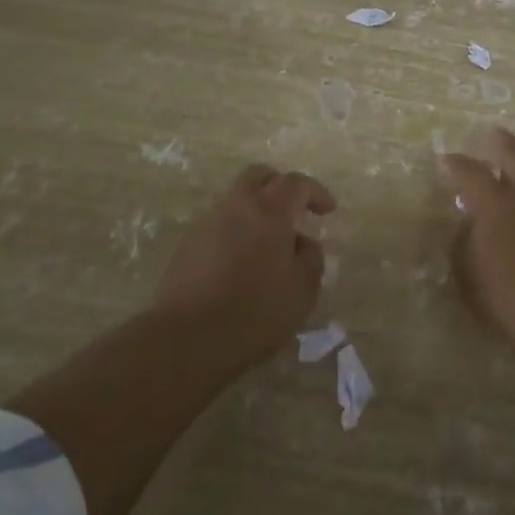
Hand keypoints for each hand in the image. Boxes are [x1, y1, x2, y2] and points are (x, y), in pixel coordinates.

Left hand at [153, 164, 336, 363]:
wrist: (186, 338)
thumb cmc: (255, 312)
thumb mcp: (302, 292)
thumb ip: (311, 260)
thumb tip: (304, 244)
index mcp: (268, 211)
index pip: (296, 183)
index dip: (316, 192)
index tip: (328, 210)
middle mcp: (236, 208)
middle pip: (258, 176)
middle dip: (280, 186)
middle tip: (295, 211)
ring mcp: (207, 225)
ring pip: (236, 202)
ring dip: (257, 213)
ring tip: (271, 248)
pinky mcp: (187, 247)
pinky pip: (219, 227)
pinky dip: (237, 234)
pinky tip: (243, 267)